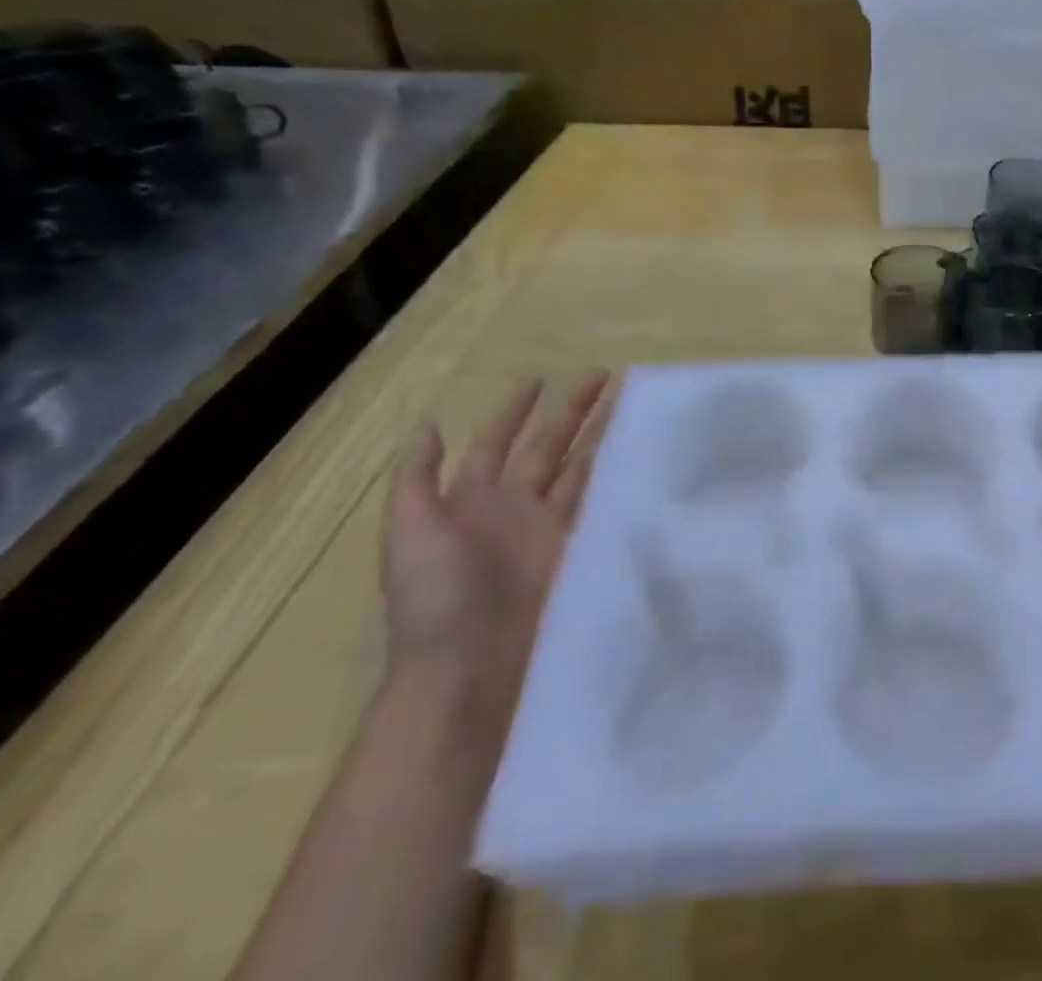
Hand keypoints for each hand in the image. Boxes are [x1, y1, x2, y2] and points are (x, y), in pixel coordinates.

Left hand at [382, 372, 613, 703]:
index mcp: (471, 500)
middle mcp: (513, 507)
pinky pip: (597, 504)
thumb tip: (430, 427)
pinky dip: (613, 478)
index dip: (514, 411)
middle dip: (570, 411)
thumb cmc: (435, 595)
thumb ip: (417, 479)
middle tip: (601, 375)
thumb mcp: (407, 532)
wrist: (468, 665)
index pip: (496, 443)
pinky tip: (634, 453)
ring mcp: (547, 529)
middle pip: (547, 447)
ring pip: (578, 468)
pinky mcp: (576, 548)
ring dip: (599, 436)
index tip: (539, 379)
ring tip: (625, 404)